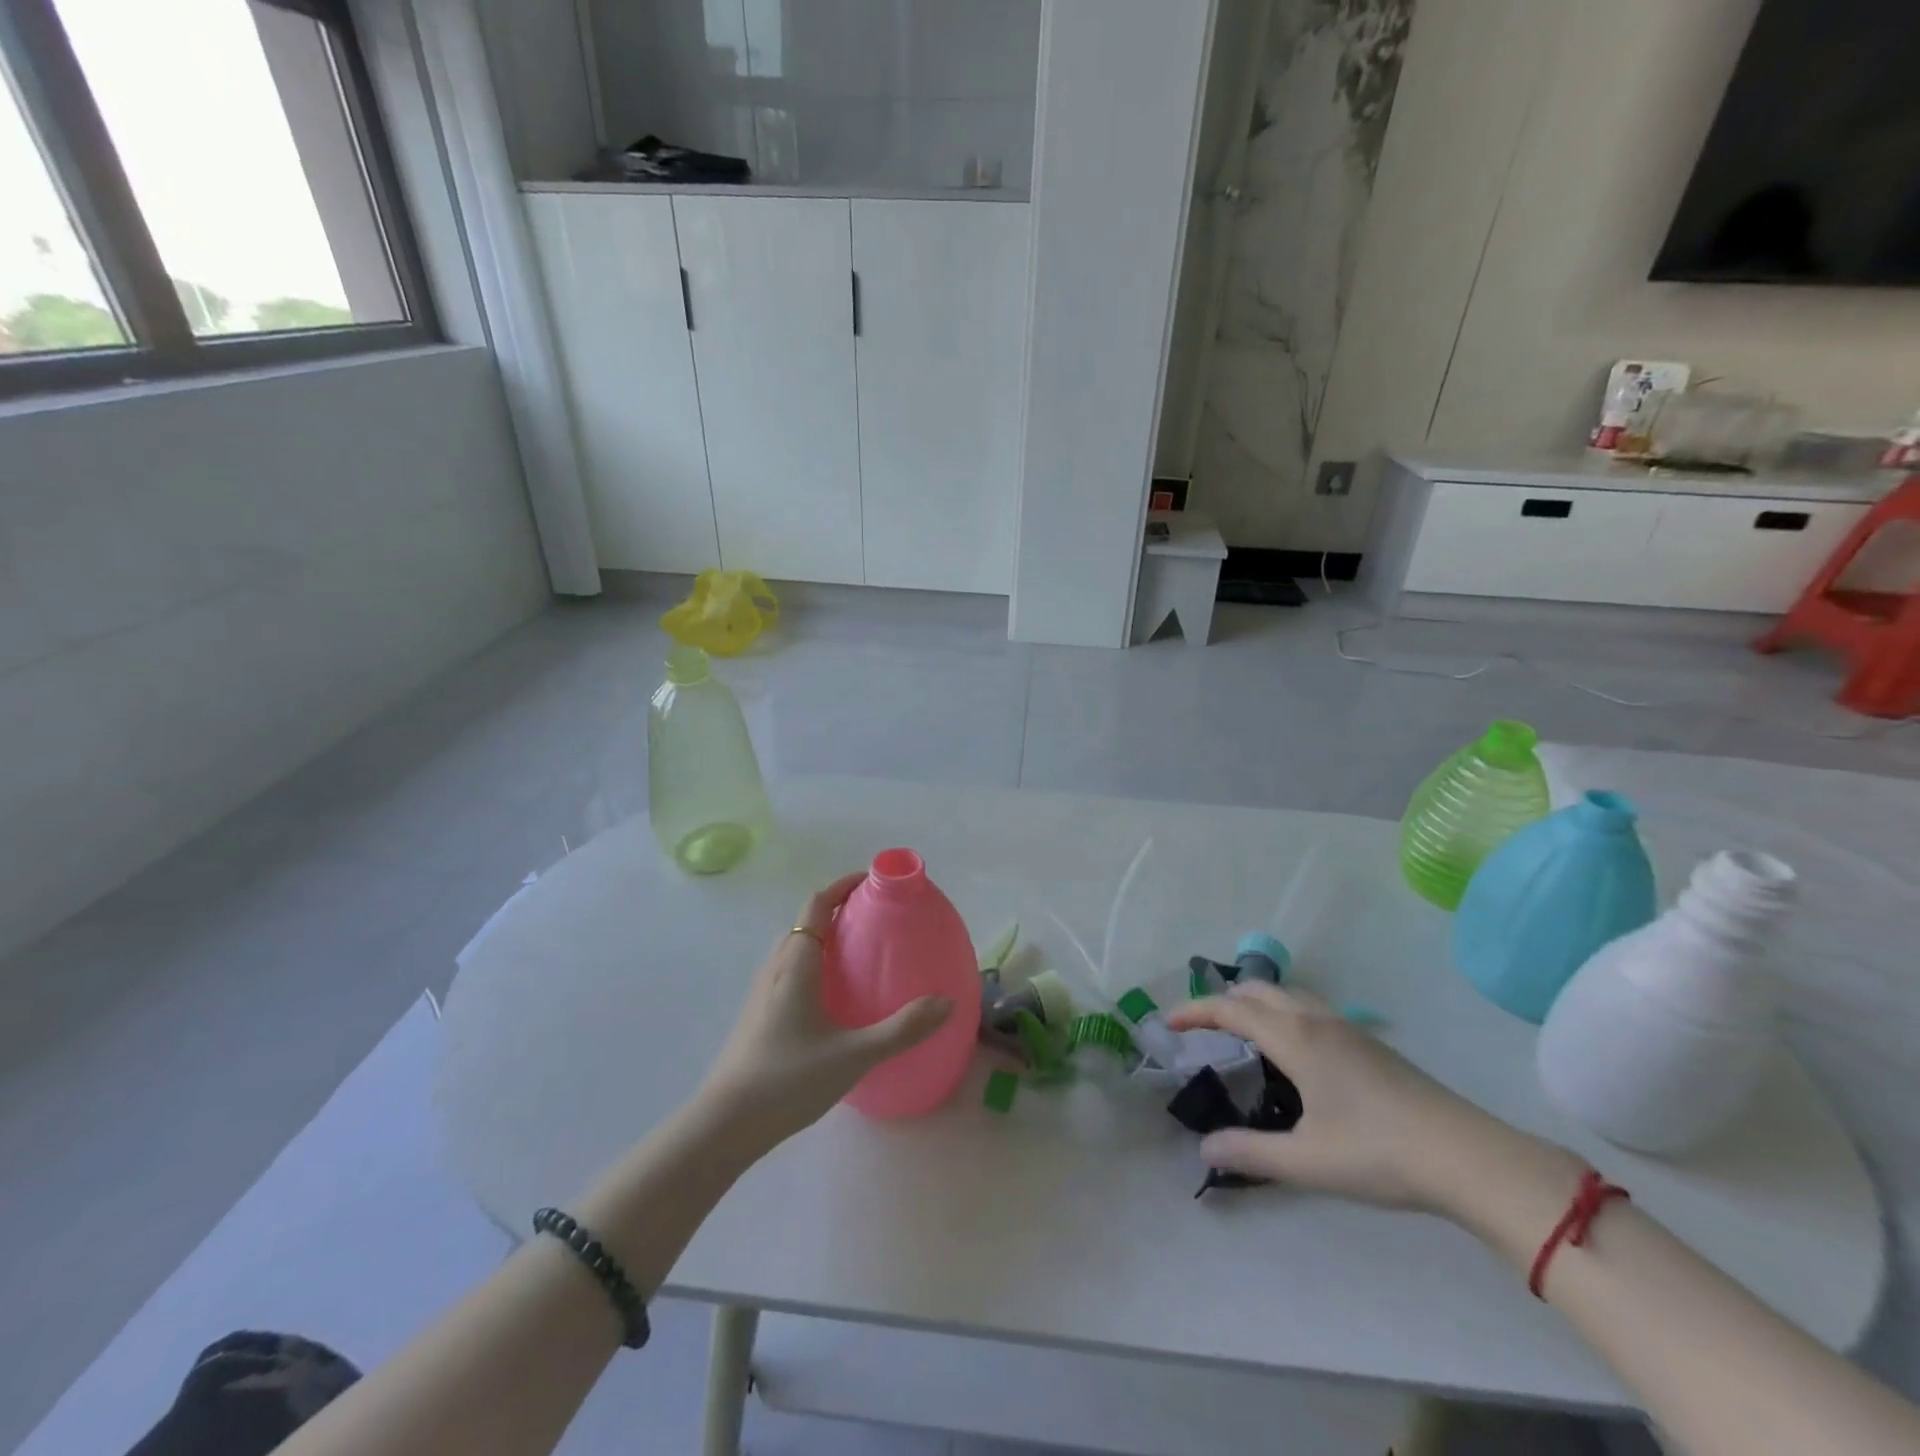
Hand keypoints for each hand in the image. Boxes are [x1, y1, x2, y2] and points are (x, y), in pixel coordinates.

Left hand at [696, 874, 954, 1154]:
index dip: (842, 886)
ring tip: (857, 955)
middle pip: (804, 924)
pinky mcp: (757, 1018)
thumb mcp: (854, 1055)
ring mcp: (762, 994)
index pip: (816, 906)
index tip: (872, 881)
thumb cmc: (788, 1079)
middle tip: (873, 919)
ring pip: (794, 950)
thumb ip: (903, 1029)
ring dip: (822, 939)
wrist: (724, 1126)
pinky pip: (788, 974)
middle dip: (837, 911)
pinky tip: (832, 1000)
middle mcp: (776, 970)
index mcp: (796, 965)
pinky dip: (813, 966)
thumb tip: (946, 1002)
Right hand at [1167, 982, 1524, 1212]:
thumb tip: (1204, 1149)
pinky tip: (1295, 1052)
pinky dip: (1284, 1012)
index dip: (1195, 1011)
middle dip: (1223, 1000)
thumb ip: (1250, 1153)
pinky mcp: (1371, 1044)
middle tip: (1202, 1027)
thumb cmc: (1378, 1153)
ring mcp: (1348, 1029)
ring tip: (1243, 1033)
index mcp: (1295, 1039)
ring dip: (1256, 1002)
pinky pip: (1311, 1008)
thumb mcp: (1306, 1161)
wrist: (1467, 1156)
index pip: (1231, 1010)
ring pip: (1289, 995)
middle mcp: (1316, 1021)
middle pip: (1259, 990)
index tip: (1167, 1022)